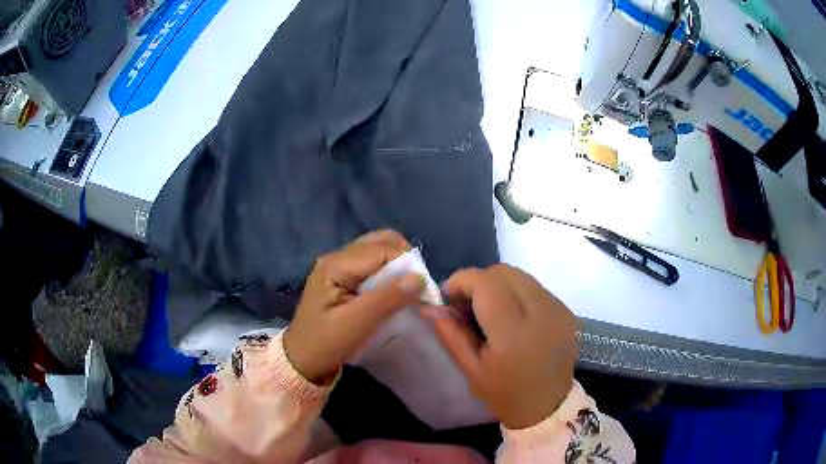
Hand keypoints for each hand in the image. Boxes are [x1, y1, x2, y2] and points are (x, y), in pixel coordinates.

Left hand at [283, 230, 424, 384]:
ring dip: (397, 265)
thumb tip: (420, 277)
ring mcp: (338, 266)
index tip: (426, 287)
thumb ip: (388, 298)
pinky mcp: (343, 277)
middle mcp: (337, 257)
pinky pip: (372, 265)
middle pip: (379, 242)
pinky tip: (394, 290)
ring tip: (408, 288)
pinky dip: (388, 273)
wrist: (303, 360)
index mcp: (336, 265)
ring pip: (377, 251)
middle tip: (417, 285)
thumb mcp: (358, 323)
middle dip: (404, 259)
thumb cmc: (327, 343)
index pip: (381, 250)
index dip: (407, 264)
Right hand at [422, 264, 578, 429]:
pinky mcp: (566, 310)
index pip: (485, 283)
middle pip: (504, 272)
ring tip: (490, 310)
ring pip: (520, 275)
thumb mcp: (471, 369)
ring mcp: (557, 309)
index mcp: (513, 333)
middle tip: (468, 305)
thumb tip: (429, 305)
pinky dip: (517, 292)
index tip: (448, 296)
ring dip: (499, 284)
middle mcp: (541, 312)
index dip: (461, 280)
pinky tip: (512, 316)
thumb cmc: (504, 394)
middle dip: (479, 281)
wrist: (547, 406)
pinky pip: (535, 287)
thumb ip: (450, 334)